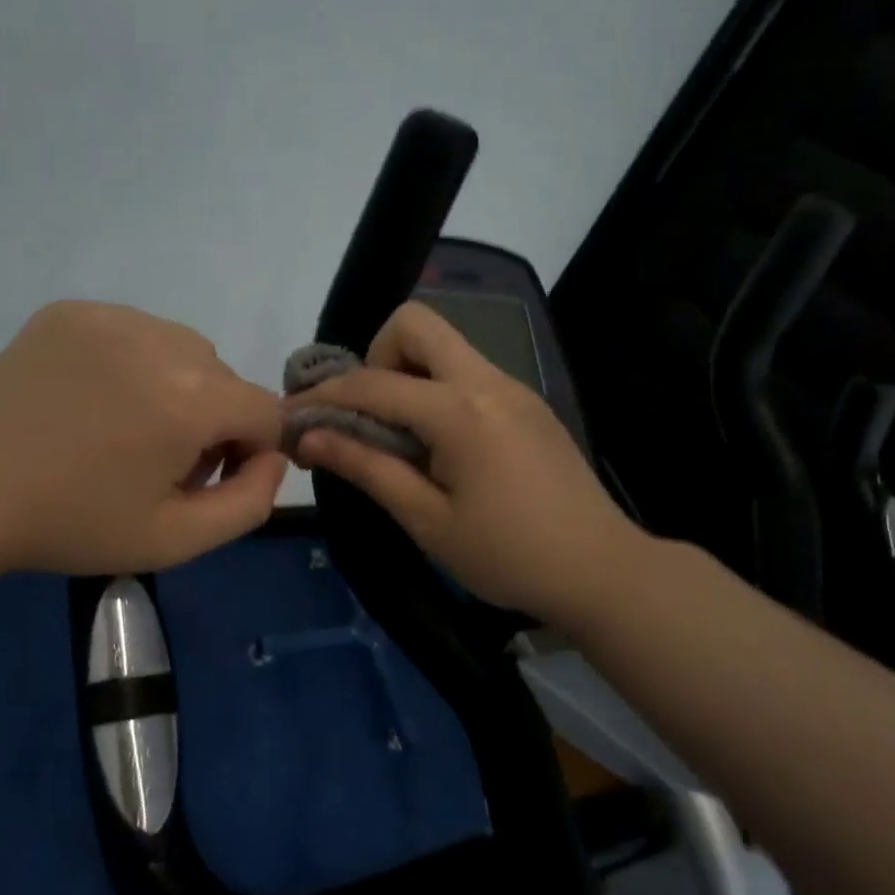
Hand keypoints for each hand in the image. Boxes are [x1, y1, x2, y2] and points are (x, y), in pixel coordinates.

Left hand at [0, 301, 286, 574]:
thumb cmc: (76, 524)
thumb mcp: (177, 540)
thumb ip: (251, 502)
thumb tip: (274, 457)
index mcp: (191, 399)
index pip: (266, 412)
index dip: (248, 452)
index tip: (204, 479)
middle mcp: (161, 342)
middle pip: (224, 379)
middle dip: (211, 420)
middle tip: (158, 462)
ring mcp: (112, 317)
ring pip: (182, 349)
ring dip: (175, 385)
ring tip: (125, 426)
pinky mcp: (72, 311)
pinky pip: (134, 331)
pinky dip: (132, 362)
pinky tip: (93, 398)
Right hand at [285, 301, 639, 625]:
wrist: (602, 570)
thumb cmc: (507, 555)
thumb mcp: (427, 519)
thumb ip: (366, 467)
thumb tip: (309, 437)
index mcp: (461, 411)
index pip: (373, 385)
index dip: (324, 398)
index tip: (292, 416)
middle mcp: (488, 381)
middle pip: (416, 325)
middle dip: (375, 358)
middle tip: (367, 415)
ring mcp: (514, 387)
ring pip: (445, 347)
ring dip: (407, 376)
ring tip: (398, 438)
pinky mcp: (528, 403)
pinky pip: (468, 374)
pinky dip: (437, 392)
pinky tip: (439, 446)